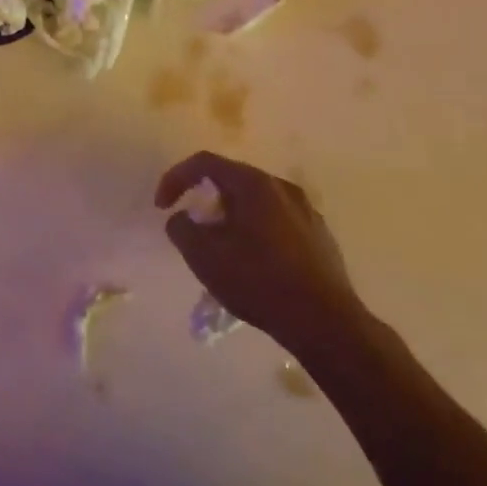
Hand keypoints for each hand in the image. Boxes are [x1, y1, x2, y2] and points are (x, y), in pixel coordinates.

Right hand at [155, 151, 367, 353]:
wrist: (324, 322)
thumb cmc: (259, 282)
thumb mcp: (205, 257)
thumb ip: (182, 229)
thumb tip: (181, 218)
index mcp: (254, 184)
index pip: (204, 162)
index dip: (175, 178)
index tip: (162, 207)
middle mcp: (282, 187)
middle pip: (232, 180)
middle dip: (205, 200)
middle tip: (193, 229)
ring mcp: (306, 210)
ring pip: (256, 202)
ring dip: (231, 217)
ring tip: (222, 249)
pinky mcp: (319, 235)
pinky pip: (277, 221)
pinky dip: (256, 231)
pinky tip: (255, 264)